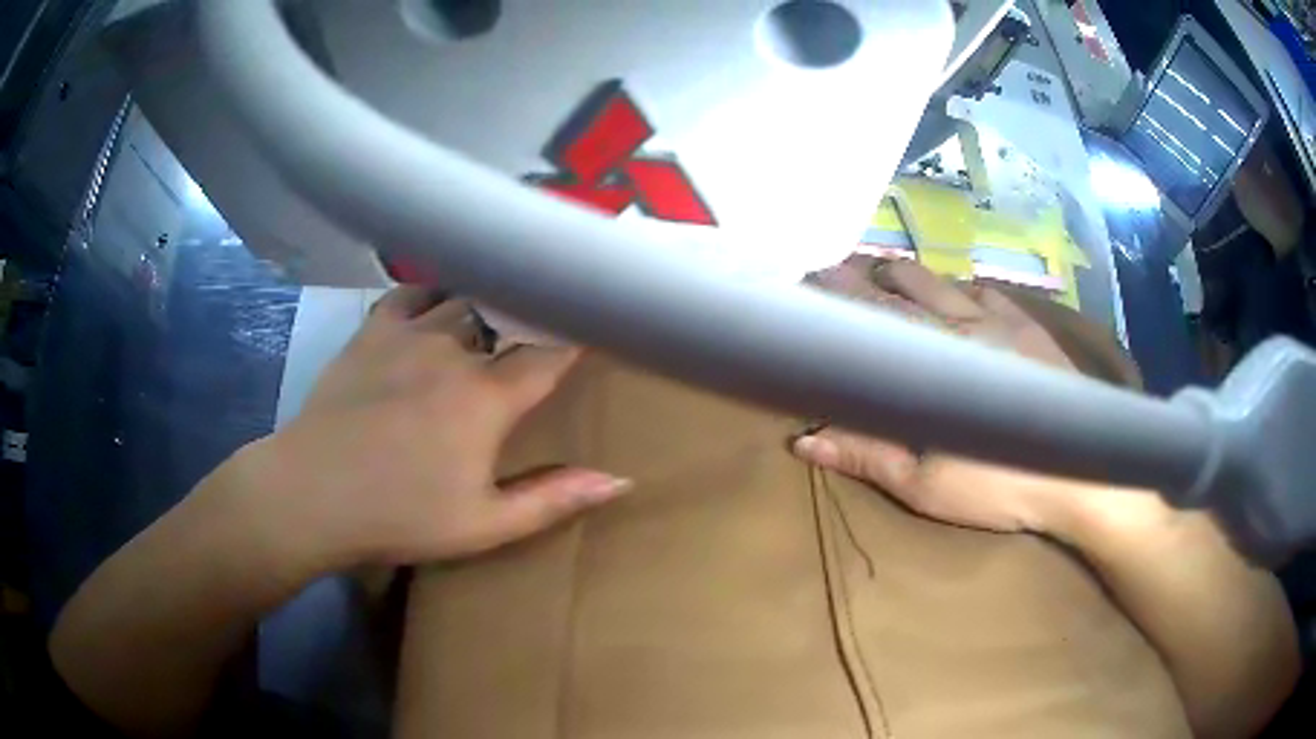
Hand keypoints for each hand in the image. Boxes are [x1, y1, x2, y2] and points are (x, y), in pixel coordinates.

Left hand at [240, 287, 629, 569]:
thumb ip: (554, 499)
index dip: (576, 338)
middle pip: (507, 315)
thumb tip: (620, 480)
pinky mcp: (371, 332)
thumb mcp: (484, 524)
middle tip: (543, 324)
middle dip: (531, 318)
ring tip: (495, 311)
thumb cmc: (400, 515)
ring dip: (484, 305)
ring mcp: (408, 334)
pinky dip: (430, 294)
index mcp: (487, 397)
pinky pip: (410, 293)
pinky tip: (433, 304)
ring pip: (462, 298)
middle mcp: (453, 350)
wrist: (312, 494)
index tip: (596, 327)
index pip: (549, 352)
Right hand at [796, 259, 1136, 534]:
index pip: (877, 318)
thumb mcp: (928, 485)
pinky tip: (961, 296)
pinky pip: (989, 291)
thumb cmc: (1002, 485)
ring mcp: (1003, 322)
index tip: (810, 281)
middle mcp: (966, 327)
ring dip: (913, 276)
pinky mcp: (1031, 328)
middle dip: (870, 275)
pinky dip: (963, 288)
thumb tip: (805, 439)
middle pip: (909, 286)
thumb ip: (869, 455)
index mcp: (936, 361)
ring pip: (947, 282)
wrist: (1083, 472)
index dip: (841, 298)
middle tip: (839, 270)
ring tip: (889, 275)